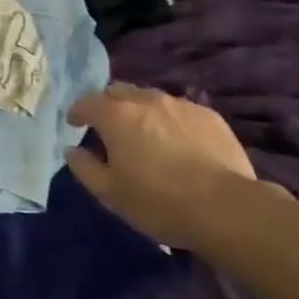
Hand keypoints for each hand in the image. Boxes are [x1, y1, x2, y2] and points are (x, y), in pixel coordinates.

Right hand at [66, 83, 272, 246]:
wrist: (225, 207)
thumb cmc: (158, 201)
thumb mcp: (110, 193)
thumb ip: (85, 168)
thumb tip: (72, 150)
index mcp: (116, 116)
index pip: (87, 102)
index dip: (77, 112)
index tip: (75, 124)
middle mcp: (146, 100)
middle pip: (119, 91)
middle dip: (108, 105)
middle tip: (109, 128)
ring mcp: (180, 105)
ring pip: (151, 98)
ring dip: (140, 111)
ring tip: (146, 136)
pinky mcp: (209, 116)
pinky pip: (180, 111)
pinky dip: (170, 121)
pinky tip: (179, 144)